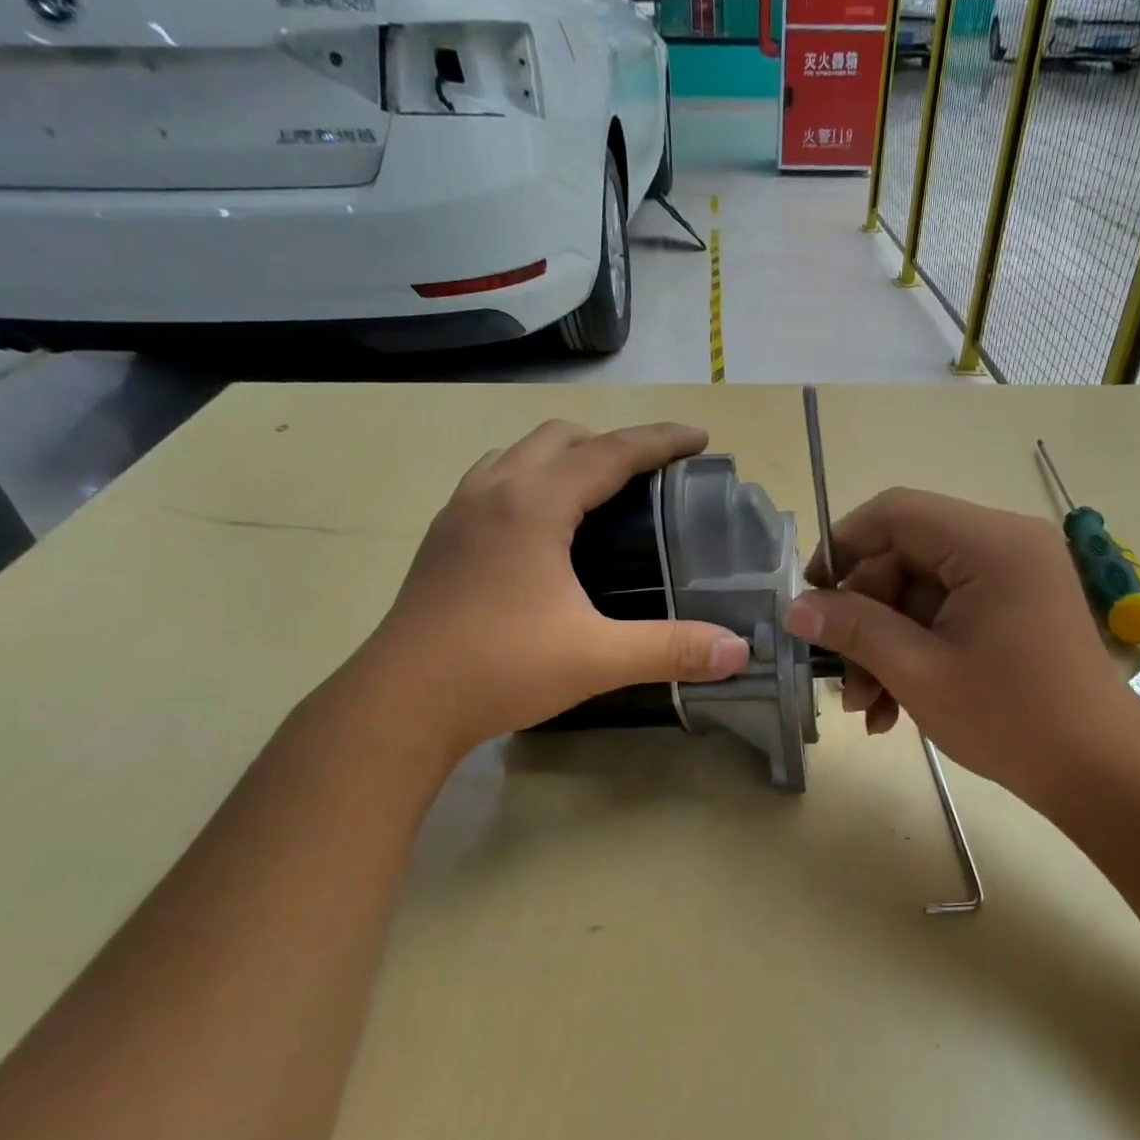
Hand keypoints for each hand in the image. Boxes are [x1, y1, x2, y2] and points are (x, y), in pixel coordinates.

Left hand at [352, 420, 749, 760]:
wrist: (401, 702)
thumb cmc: (500, 669)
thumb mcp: (596, 658)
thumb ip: (671, 650)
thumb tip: (738, 651)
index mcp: (535, 504)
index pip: (610, 451)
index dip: (660, 441)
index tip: (700, 439)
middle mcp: (494, 490)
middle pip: (561, 437)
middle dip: (612, 442)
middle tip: (652, 475)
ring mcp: (459, 512)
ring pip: (519, 453)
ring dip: (565, 455)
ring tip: (598, 490)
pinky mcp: (442, 538)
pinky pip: (494, 479)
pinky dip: (530, 479)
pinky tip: (541, 526)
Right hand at [780, 488, 1139, 810]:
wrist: (1100, 772)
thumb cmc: (1011, 718)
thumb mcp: (919, 672)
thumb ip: (854, 629)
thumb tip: (795, 607)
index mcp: (990, 543)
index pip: (895, 514)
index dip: (842, 548)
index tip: (810, 598)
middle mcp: (1004, 545)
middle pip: (904, 559)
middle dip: (865, 620)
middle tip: (842, 681)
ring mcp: (1011, 578)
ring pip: (918, 595)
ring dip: (884, 646)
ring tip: (865, 707)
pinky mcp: (1012, 609)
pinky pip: (945, 616)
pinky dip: (914, 653)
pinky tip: (892, 708)